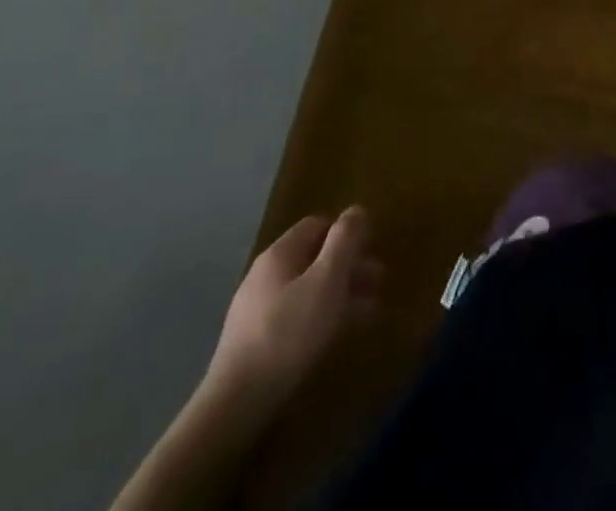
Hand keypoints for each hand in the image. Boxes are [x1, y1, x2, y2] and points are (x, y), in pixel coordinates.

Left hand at [206, 207, 380, 414]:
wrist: (237, 404)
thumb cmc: (289, 331)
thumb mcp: (327, 279)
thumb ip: (345, 240)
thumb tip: (356, 209)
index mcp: (280, 254)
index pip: (317, 225)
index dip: (346, 232)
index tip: (371, 248)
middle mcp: (266, 276)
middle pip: (314, 258)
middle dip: (349, 266)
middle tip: (378, 280)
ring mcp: (259, 312)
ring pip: (309, 290)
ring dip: (341, 293)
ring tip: (371, 309)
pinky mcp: (258, 344)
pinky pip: (298, 318)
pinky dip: (324, 317)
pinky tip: (342, 333)